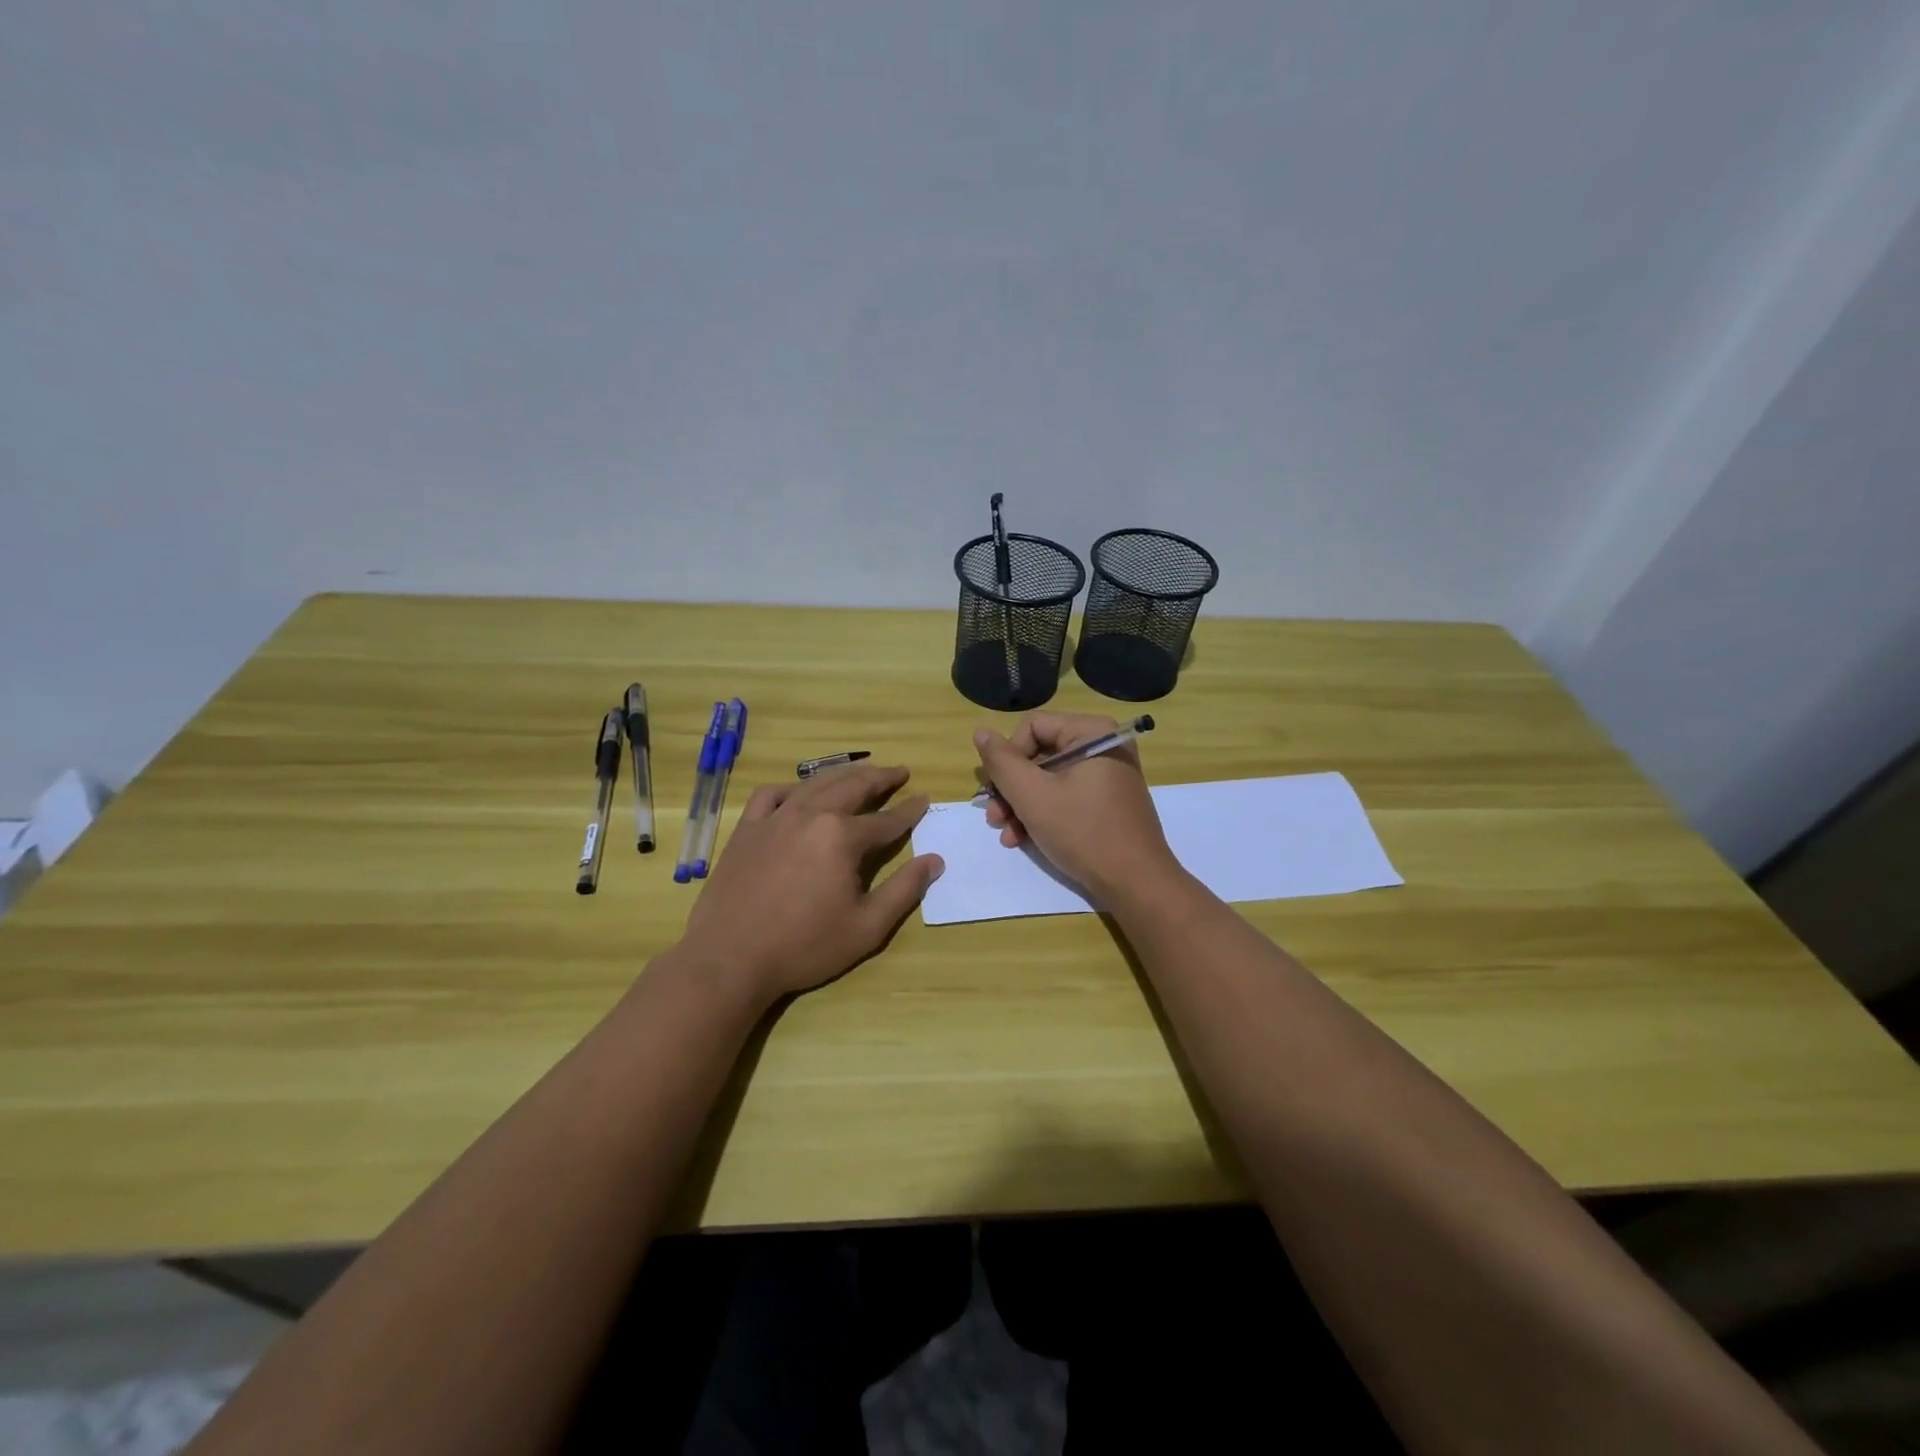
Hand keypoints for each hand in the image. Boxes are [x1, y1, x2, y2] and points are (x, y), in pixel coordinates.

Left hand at [679, 764, 943, 1006]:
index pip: (887, 819)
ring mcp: (774, 818)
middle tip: (900, 772)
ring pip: (815, 784)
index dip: (909, 811)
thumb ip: (904, 890)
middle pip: (853, 787)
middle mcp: (811, 815)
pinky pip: (771, 794)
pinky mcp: (747, 829)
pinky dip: (792, 788)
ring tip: (860, 773)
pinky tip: (800, 793)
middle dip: (881, 778)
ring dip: (843, 775)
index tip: (925, 800)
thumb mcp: (867, 927)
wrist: (730, 959)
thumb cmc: (804, 947)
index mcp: (842, 837)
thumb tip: (934, 860)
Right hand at [973, 714, 1178, 902]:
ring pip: (1048, 779)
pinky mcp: (1107, 801)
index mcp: (1091, 732)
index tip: (996, 790)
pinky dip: (1042, 814)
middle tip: (994, 817)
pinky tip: (1023, 838)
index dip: (1008, 757)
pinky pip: (1065, 795)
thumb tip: (981, 731)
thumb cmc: (1083, 831)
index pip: (1032, 727)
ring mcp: (1107, 775)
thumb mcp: (1032, 795)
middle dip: (1011, 788)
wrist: (1135, 883)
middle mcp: (1102, 745)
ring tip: (1006, 834)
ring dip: (1021, 805)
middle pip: (1039, 754)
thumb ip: (1002, 762)